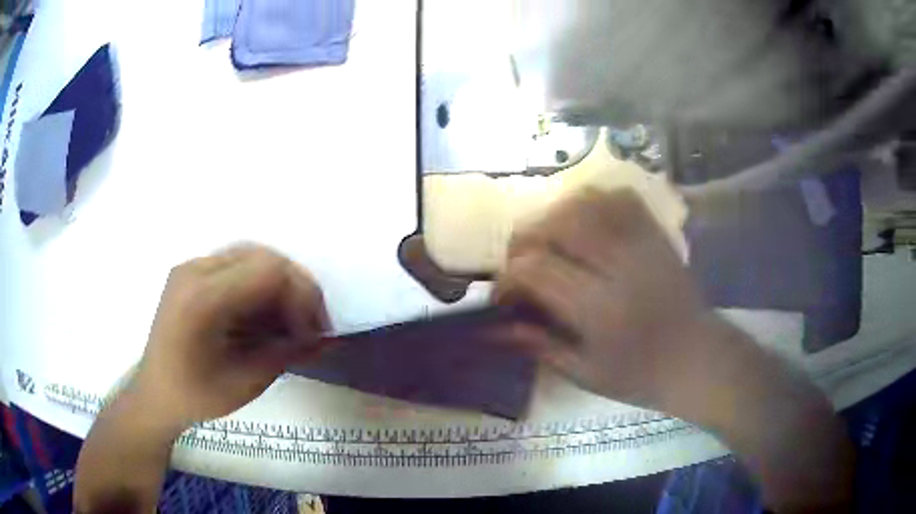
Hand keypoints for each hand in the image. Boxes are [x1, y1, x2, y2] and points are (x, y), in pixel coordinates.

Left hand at [131, 244, 330, 431]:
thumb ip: (288, 353)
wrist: (154, 394)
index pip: (269, 270)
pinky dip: (259, 287)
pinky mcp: (192, 273)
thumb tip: (328, 338)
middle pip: (263, 257)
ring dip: (278, 287)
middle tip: (306, 328)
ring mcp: (191, 267)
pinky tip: (261, 316)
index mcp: (202, 299)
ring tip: (286, 323)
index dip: (302, 296)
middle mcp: (195, 270)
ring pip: (252, 257)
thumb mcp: (246, 382)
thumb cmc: (195, 396)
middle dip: (295, 290)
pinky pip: (237, 266)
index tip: (314, 333)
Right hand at [494, 188, 718, 410]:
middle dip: (525, 238)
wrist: (696, 359)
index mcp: (599, 309)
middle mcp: (619, 267)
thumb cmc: (640, 376)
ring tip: (548, 239)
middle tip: (520, 261)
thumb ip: (539, 345)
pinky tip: (584, 220)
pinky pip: (621, 198)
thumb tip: (495, 325)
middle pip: (557, 224)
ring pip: (586, 203)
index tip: (503, 294)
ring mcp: (641, 245)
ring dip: (555, 215)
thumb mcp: (584, 373)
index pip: (536, 270)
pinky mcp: (656, 235)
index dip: (508, 277)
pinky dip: (594, 200)